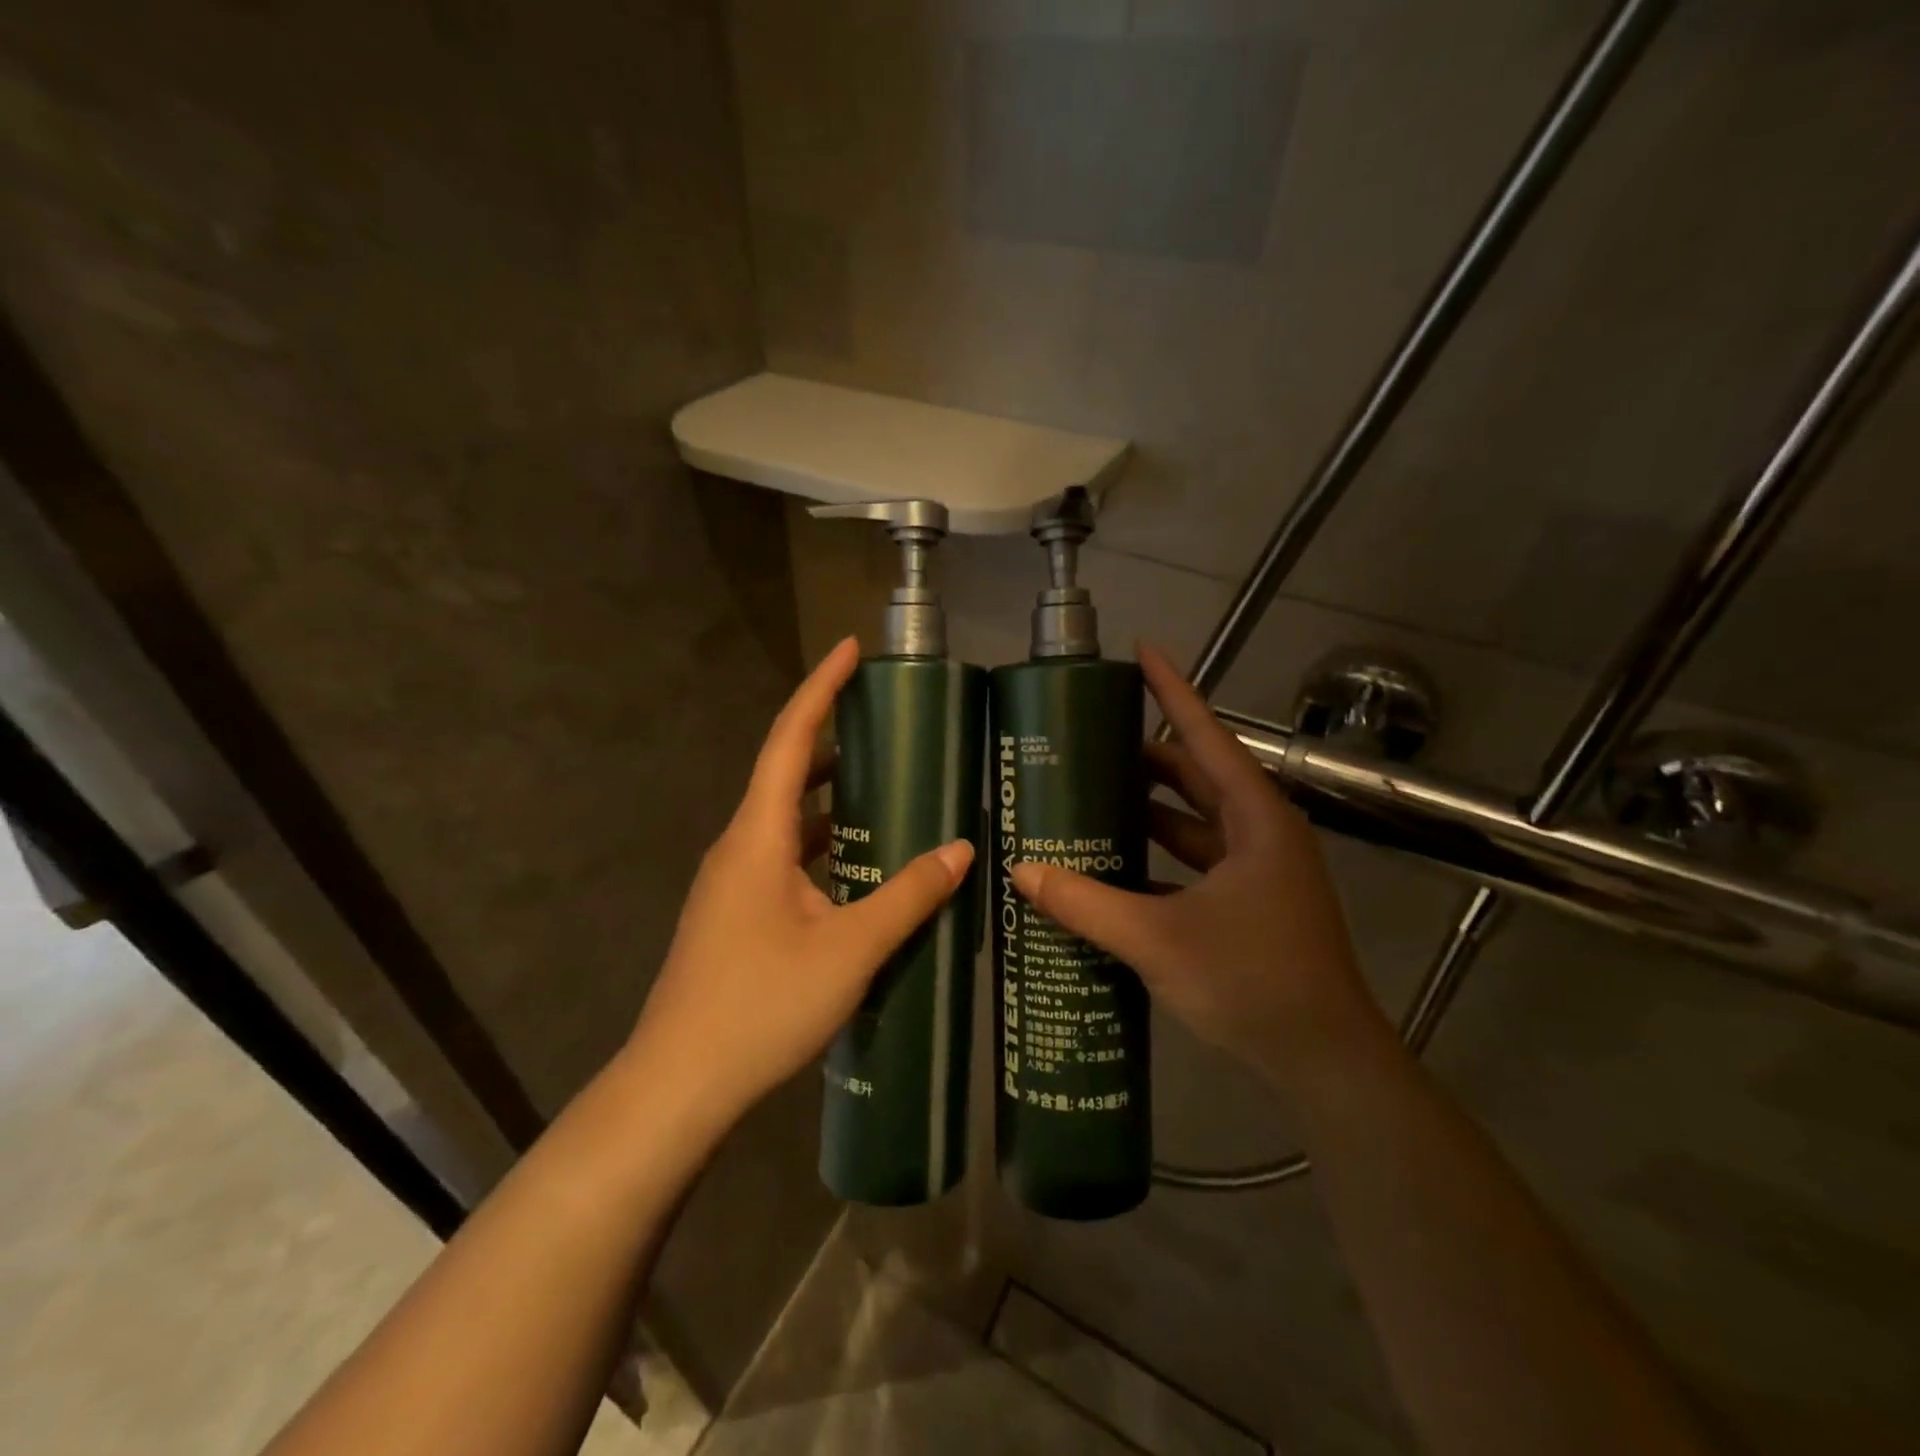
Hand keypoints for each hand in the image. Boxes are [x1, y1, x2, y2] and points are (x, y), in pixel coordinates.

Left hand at [628, 638, 972, 1125]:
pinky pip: (785, 857)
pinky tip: (859, 867)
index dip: (820, 688)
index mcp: (758, 835)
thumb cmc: (760, 1006)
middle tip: (887, 723)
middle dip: (833, 738)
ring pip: (787, 820)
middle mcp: (739, 846)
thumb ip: (907, 896)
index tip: (851, 649)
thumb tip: (961, 850)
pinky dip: (823, 844)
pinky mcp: (735, 914)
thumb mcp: (850, 950)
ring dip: (831, 798)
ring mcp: (733, 883)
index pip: (791, 739)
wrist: (678, 1085)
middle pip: (787, 773)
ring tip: (886, 787)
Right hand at [1010, 643, 1385, 1094]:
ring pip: (1192, 825)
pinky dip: (1155, 862)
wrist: (1326, 1062)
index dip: (1174, 690)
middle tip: (1087, 742)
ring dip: (1147, 812)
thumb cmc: (1254, 981)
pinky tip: (1111, 869)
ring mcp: (1256, 872)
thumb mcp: (1159, 939)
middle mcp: (1259, 834)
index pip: (1206, 736)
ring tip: (1089, 798)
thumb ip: (1087, 904)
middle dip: (1144, 757)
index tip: (1142, 650)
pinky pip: (1193, 866)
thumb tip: (1022, 872)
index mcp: (1254, 819)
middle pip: (1195, 777)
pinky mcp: (1248, 906)